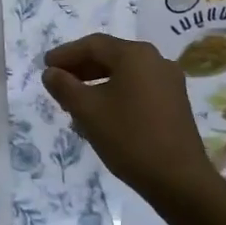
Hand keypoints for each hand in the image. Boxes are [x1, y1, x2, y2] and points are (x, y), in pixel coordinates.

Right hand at [42, 34, 217, 206]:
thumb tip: (50, 73)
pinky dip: (116, 93)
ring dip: (97, 82)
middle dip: (81, 68)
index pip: (93, 45)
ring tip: (75, 100)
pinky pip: (138, 88)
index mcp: (135, 55)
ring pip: (125, 74)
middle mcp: (156, 60)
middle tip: (57, 82)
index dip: (66, 54)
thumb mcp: (87, 111)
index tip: (45, 66)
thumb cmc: (129, 138)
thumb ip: (64, 87)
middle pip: (111, 56)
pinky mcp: (175, 103)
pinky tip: (102, 113)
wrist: (179, 179)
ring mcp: (169, 81)